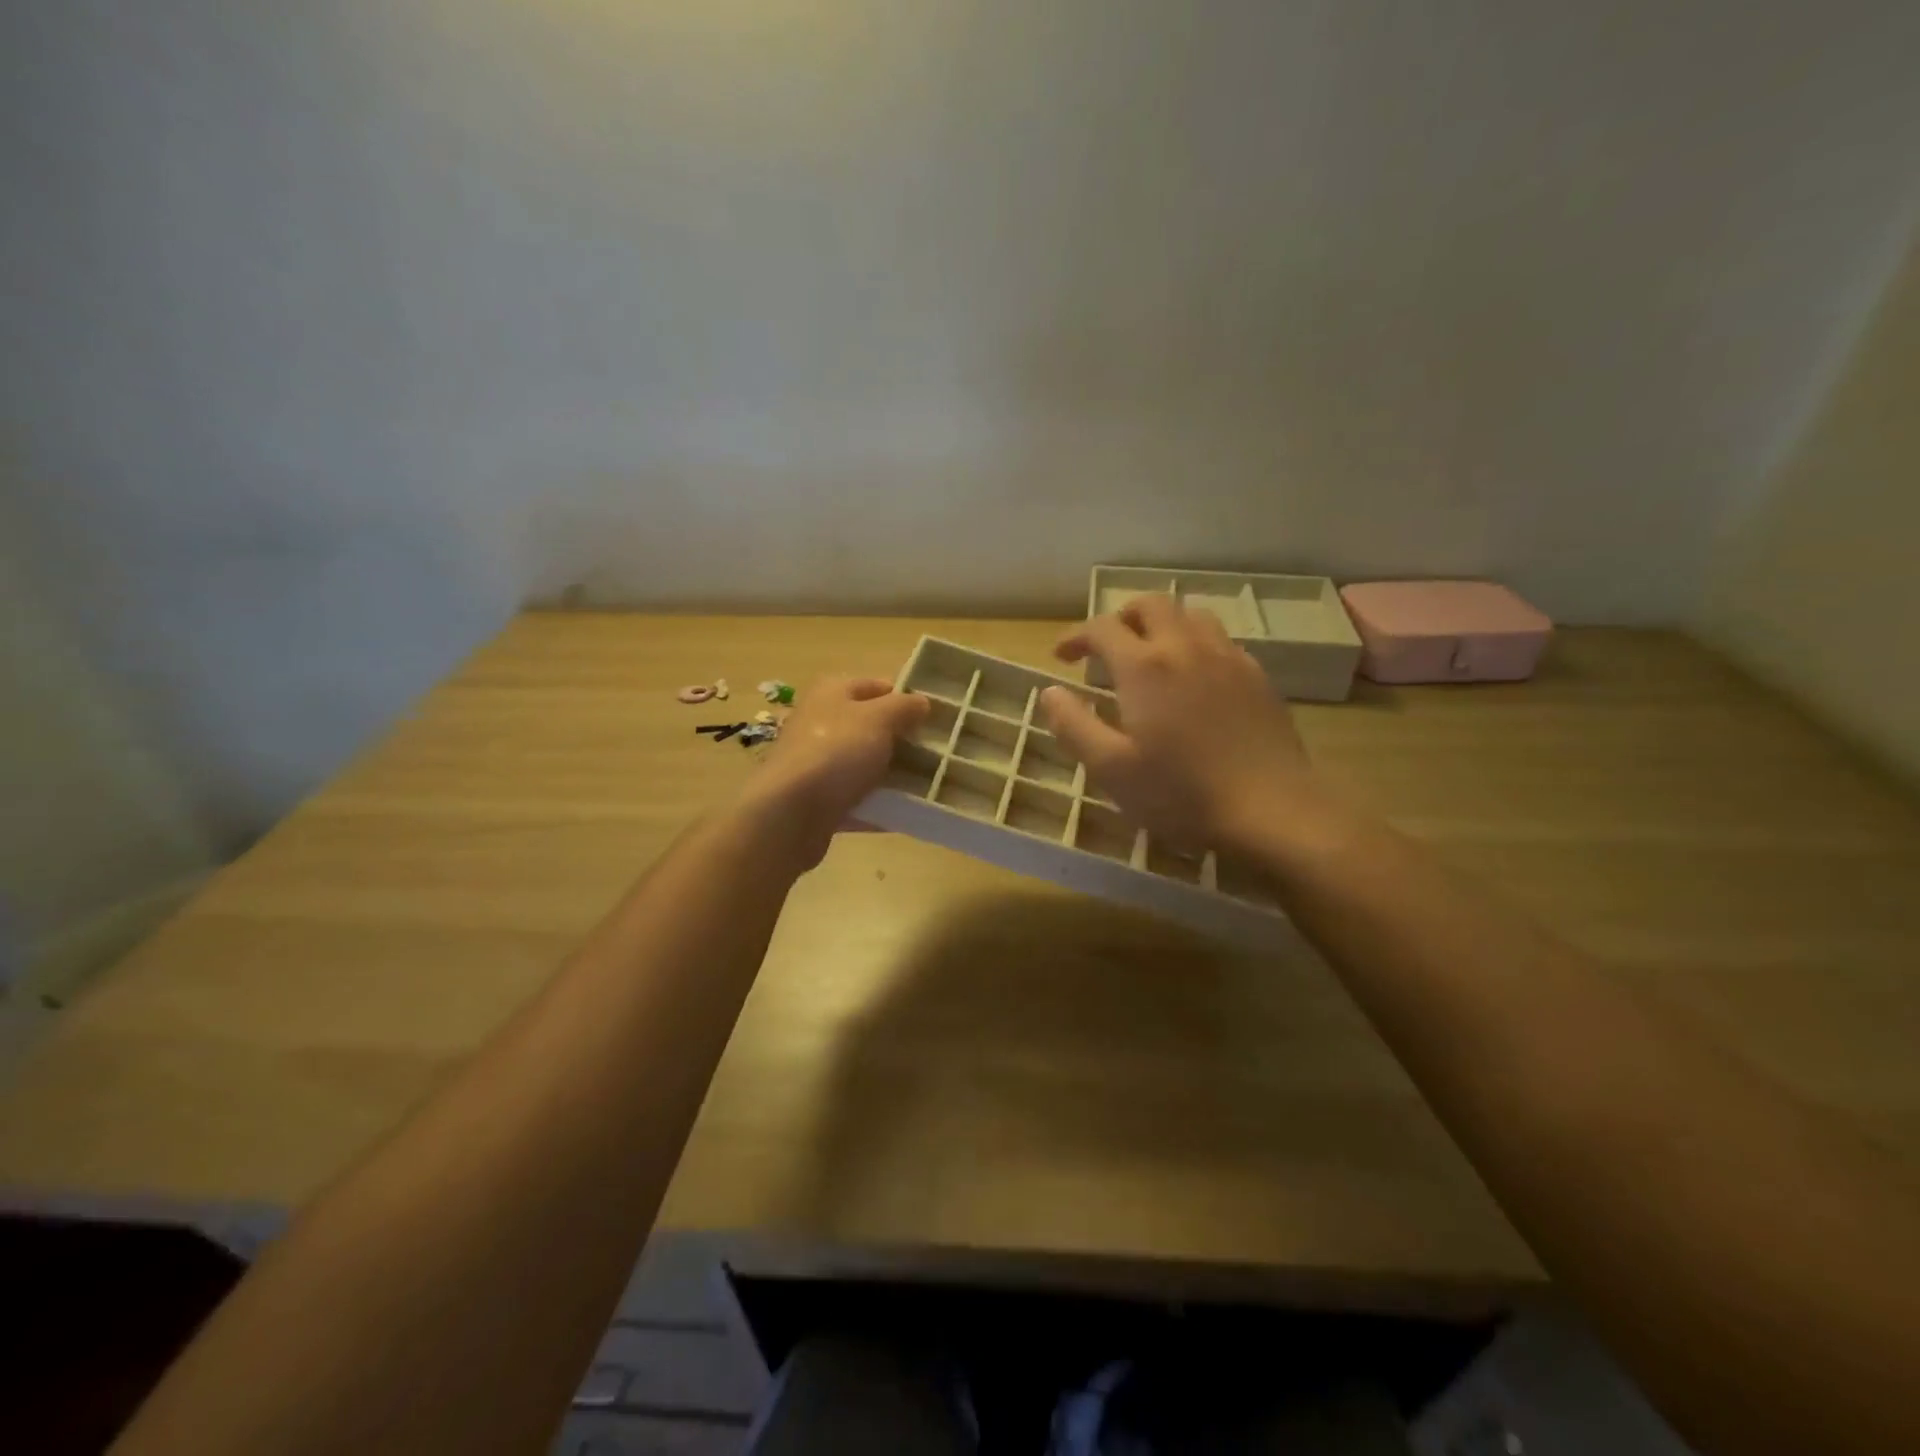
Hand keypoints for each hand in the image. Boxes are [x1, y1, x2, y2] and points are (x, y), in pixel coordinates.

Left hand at [742, 676, 928, 863]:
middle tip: (936, 753)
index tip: (935, 718)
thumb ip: (904, 707)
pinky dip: (878, 805)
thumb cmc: (836, 752)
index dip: (906, 698)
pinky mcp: (817, 800)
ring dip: (891, 774)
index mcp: (832, 693)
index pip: (877, 686)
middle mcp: (820, 723)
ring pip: (863, 764)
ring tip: (928, 785)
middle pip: (870, 726)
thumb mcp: (879, 719)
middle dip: (902, 739)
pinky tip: (905, 814)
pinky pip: (856, 799)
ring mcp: (817, 763)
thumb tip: (922, 701)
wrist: (789, 814)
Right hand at [1038, 597, 1318, 852]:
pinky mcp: (1257, 676)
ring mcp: (1228, 657)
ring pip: (1190, 615)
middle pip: (1151, 604)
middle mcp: (1186, 647)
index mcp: (1144, 666)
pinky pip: (1220, 640)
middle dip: (1121, 617)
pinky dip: (1195, 643)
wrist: (1272, 809)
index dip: (1076, 636)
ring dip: (1161, 624)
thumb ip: (1073, 725)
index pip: (1102, 628)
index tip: (1062, 656)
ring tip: (1150, 655)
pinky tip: (1194, 678)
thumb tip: (1049, 692)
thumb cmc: (1181, 793)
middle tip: (1106, 648)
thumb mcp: (1110, 768)